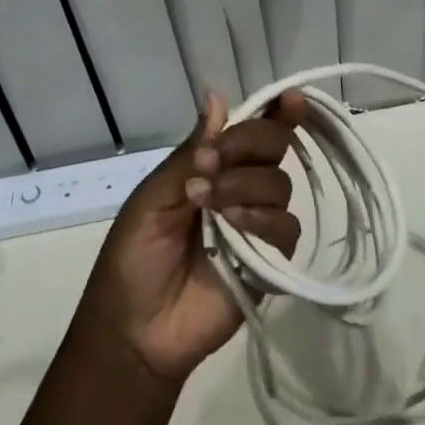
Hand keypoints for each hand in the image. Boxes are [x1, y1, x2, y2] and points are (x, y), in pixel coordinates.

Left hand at [78, 91, 305, 382]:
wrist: (135, 328)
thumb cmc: (134, 256)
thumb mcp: (155, 196)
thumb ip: (191, 152)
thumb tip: (216, 96)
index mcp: (214, 167)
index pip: (253, 131)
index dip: (275, 112)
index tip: (291, 98)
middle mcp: (242, 188)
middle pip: (274, 147)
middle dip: (246, 145)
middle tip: (209, 162)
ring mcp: (258, 225)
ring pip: (280, 183)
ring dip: (243, 184)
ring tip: (206, 202)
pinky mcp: (271, 262)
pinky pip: (286, 228)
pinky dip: (262, 219)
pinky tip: (233, 225)